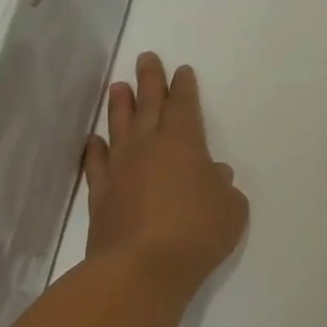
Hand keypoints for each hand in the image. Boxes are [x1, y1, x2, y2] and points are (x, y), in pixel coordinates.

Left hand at [83, 53, 248, 290]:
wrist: (142, 268)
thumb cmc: (197, 232)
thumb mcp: (231, 209)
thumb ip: (224, 188)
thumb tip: (214, 176)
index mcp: (185, 143)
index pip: (185, 106)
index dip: (184, 87)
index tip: (181, 70)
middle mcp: (149, 147)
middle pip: (149, 105)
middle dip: (150, 80)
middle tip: (146, 58)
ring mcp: (121, 170)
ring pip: (119, 128)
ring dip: (120, 106)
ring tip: (118, 86)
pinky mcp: (102, 196)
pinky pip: (97, 164)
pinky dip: (95, 150)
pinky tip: (94, 140)